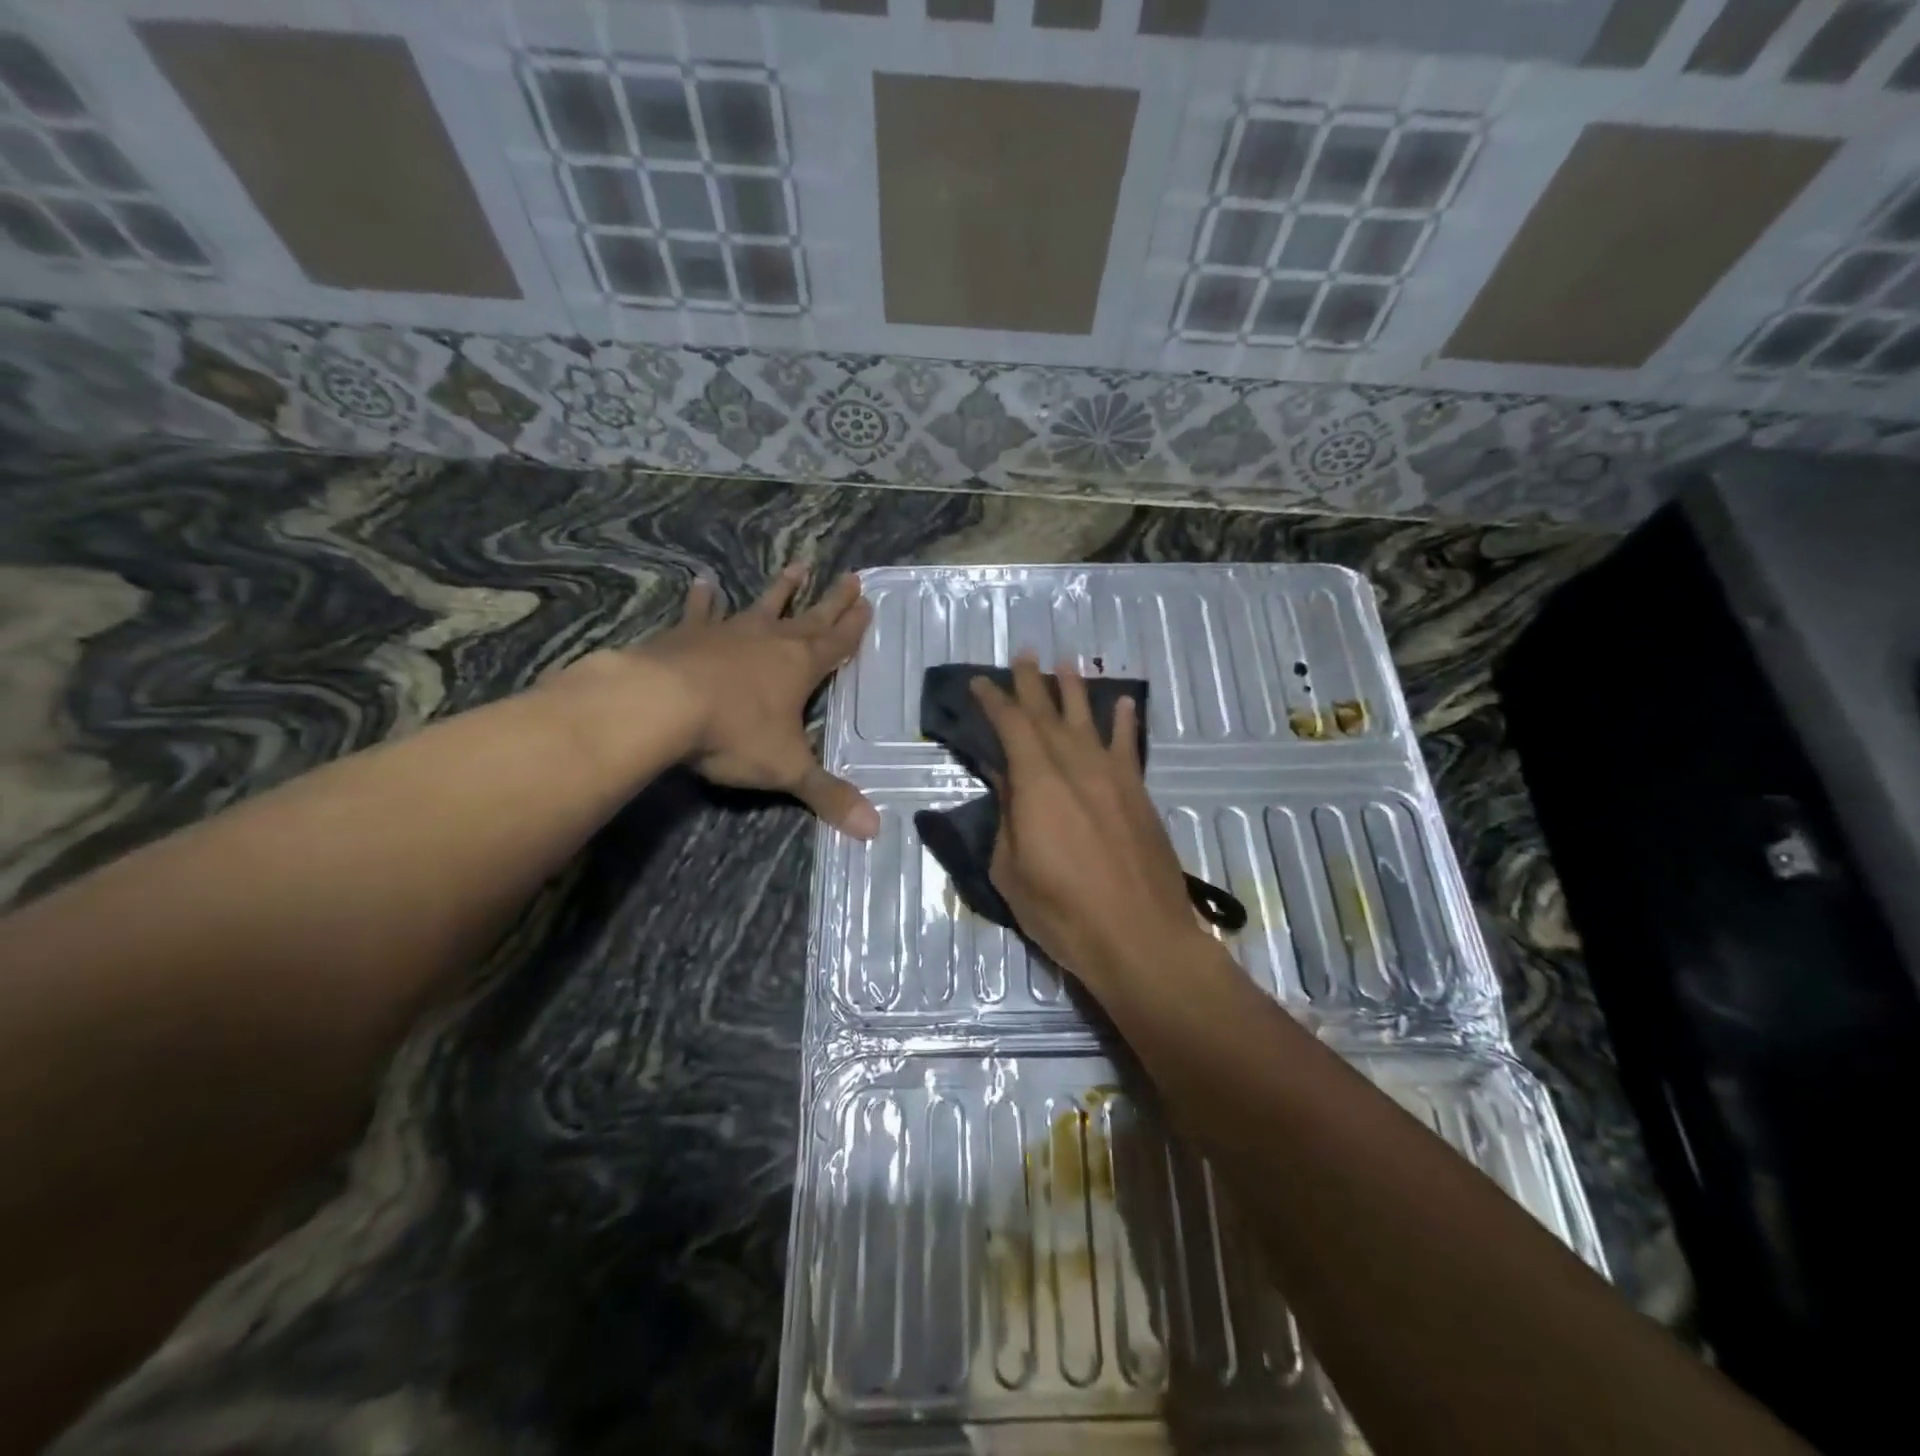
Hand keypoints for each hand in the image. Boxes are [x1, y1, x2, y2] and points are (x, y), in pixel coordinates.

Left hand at [636, 565, 878, 837]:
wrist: (661, 705)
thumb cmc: (733, 734)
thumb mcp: (787, 769)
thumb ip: (828, 796)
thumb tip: (874, 831)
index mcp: (800, 667)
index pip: (837, 643)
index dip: (854, 626)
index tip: (868, 601)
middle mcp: (770, 641)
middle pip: (810, 617)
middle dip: (832, 600)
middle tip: (851, 576)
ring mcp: (728, 633)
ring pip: (762, 606)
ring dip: (782, 589)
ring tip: (797, 566)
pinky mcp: (688, 634)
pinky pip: (701, 612)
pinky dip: (704, 598)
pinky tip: (704, 581)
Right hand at [969, 654, 1210, 996]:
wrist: (1139, 937)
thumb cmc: (1063, 912)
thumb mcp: (1011, 870)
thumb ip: (1007, 818)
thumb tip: (1007, 782)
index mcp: (1037, 783)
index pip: (1011, 727)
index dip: (993, 701)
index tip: (979, 682)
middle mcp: (1075, 766)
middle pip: (1049, 713)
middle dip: (1032, 682)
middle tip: (1023, 654)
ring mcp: (1112, 777)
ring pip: (1089, 720)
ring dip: (1075, 689)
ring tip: (1066, 662)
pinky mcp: (1138, 793)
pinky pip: (1129, 746)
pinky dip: (1125, 722)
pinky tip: (1124, 703)